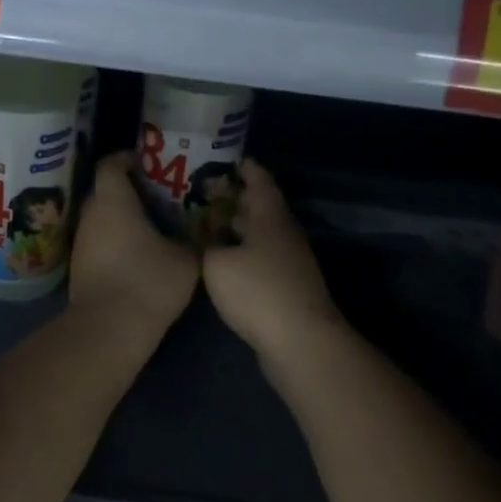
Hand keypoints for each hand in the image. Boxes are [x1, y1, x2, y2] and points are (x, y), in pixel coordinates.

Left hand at [70, 152, 197, 338]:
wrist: (108, 329)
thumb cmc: (148, 282)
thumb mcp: (185, 259)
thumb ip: (191, 240)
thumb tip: (199, 234)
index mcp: (113, 201)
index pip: (111, 164)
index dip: (128, 158)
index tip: (148, 163)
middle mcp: (91, 215)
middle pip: (105, 190)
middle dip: (129, 189)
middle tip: (158, 195)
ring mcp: (81, 242)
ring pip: (101, 218)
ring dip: (122, 218)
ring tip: (152, 225)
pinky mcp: (79, 267)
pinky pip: (98, 241)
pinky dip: (115, 240)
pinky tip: (138, 253)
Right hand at [203, 159, 345, 366]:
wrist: (299, 340)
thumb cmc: (258, 291)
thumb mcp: (216, 264)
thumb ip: (205, 246)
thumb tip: (201, 240)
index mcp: (270, 217)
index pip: (260, 180)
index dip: (244, 168)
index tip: (224, 160)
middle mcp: (283, 233)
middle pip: (260, 207)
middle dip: (234, 199)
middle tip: (202, 194)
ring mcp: (289, 262)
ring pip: (260, 235)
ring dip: (236, 229)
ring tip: (205, 225)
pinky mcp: (286, 287)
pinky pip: (260, 259)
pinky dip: (241, 253)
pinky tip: (220, 262)